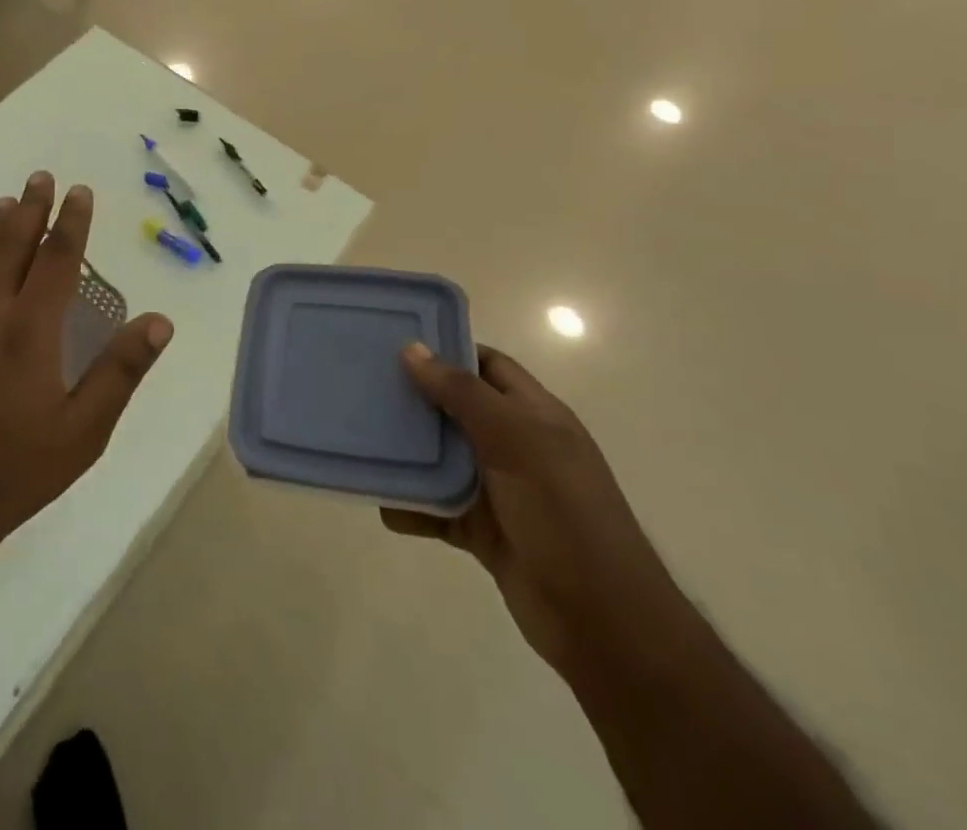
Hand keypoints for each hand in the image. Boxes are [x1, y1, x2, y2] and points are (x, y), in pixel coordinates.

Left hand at [0, 173, 173, 560]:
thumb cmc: (15, 471)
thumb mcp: (83, 431)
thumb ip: (120, 371)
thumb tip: (159, 322)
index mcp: (29, 330)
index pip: (57, 258)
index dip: (71, 221)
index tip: (79, 192)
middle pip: (12, 243)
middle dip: (31, 207)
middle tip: (42, 177)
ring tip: (8, 202)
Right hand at [381, 344, 687, 680]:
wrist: (604, 624)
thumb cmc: (564, 514)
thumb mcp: (516, 441)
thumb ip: (462, 394)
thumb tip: (412, 349)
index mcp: (534, 415)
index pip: (487, 365)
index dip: (447, 350)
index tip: (395, 343)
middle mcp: (516, 445)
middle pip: (457, 408)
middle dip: (415, 397)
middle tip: (364, 384)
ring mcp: (499, 490)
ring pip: (442, 457)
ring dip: (408, 452)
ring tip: (362, 437)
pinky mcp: (483, 530)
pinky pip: (437, 507)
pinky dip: (411, 504)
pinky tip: (380, 501)